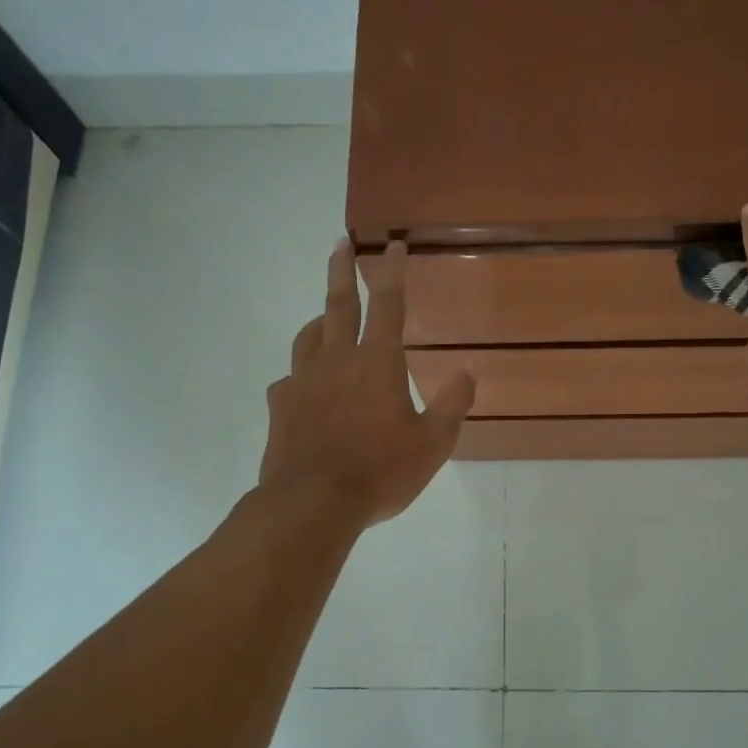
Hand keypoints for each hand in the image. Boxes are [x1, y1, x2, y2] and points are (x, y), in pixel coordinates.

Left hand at [260, 240, 475, 526]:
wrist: (313, 503)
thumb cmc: (381, 471)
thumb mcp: (433, 444)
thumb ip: (452, 405)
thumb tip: (467, 372)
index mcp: (378, 363)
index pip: (388, 304)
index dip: (393, 272)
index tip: (394, 246)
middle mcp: (338, 360)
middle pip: (339, 304)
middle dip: (342, 270)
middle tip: (340, 243)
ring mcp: (304, 381)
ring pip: (309, 336)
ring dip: (320, 319)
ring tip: (326, 316)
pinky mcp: (281, 406)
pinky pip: (290, 379)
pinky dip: (302, 374)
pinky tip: (305, 387)